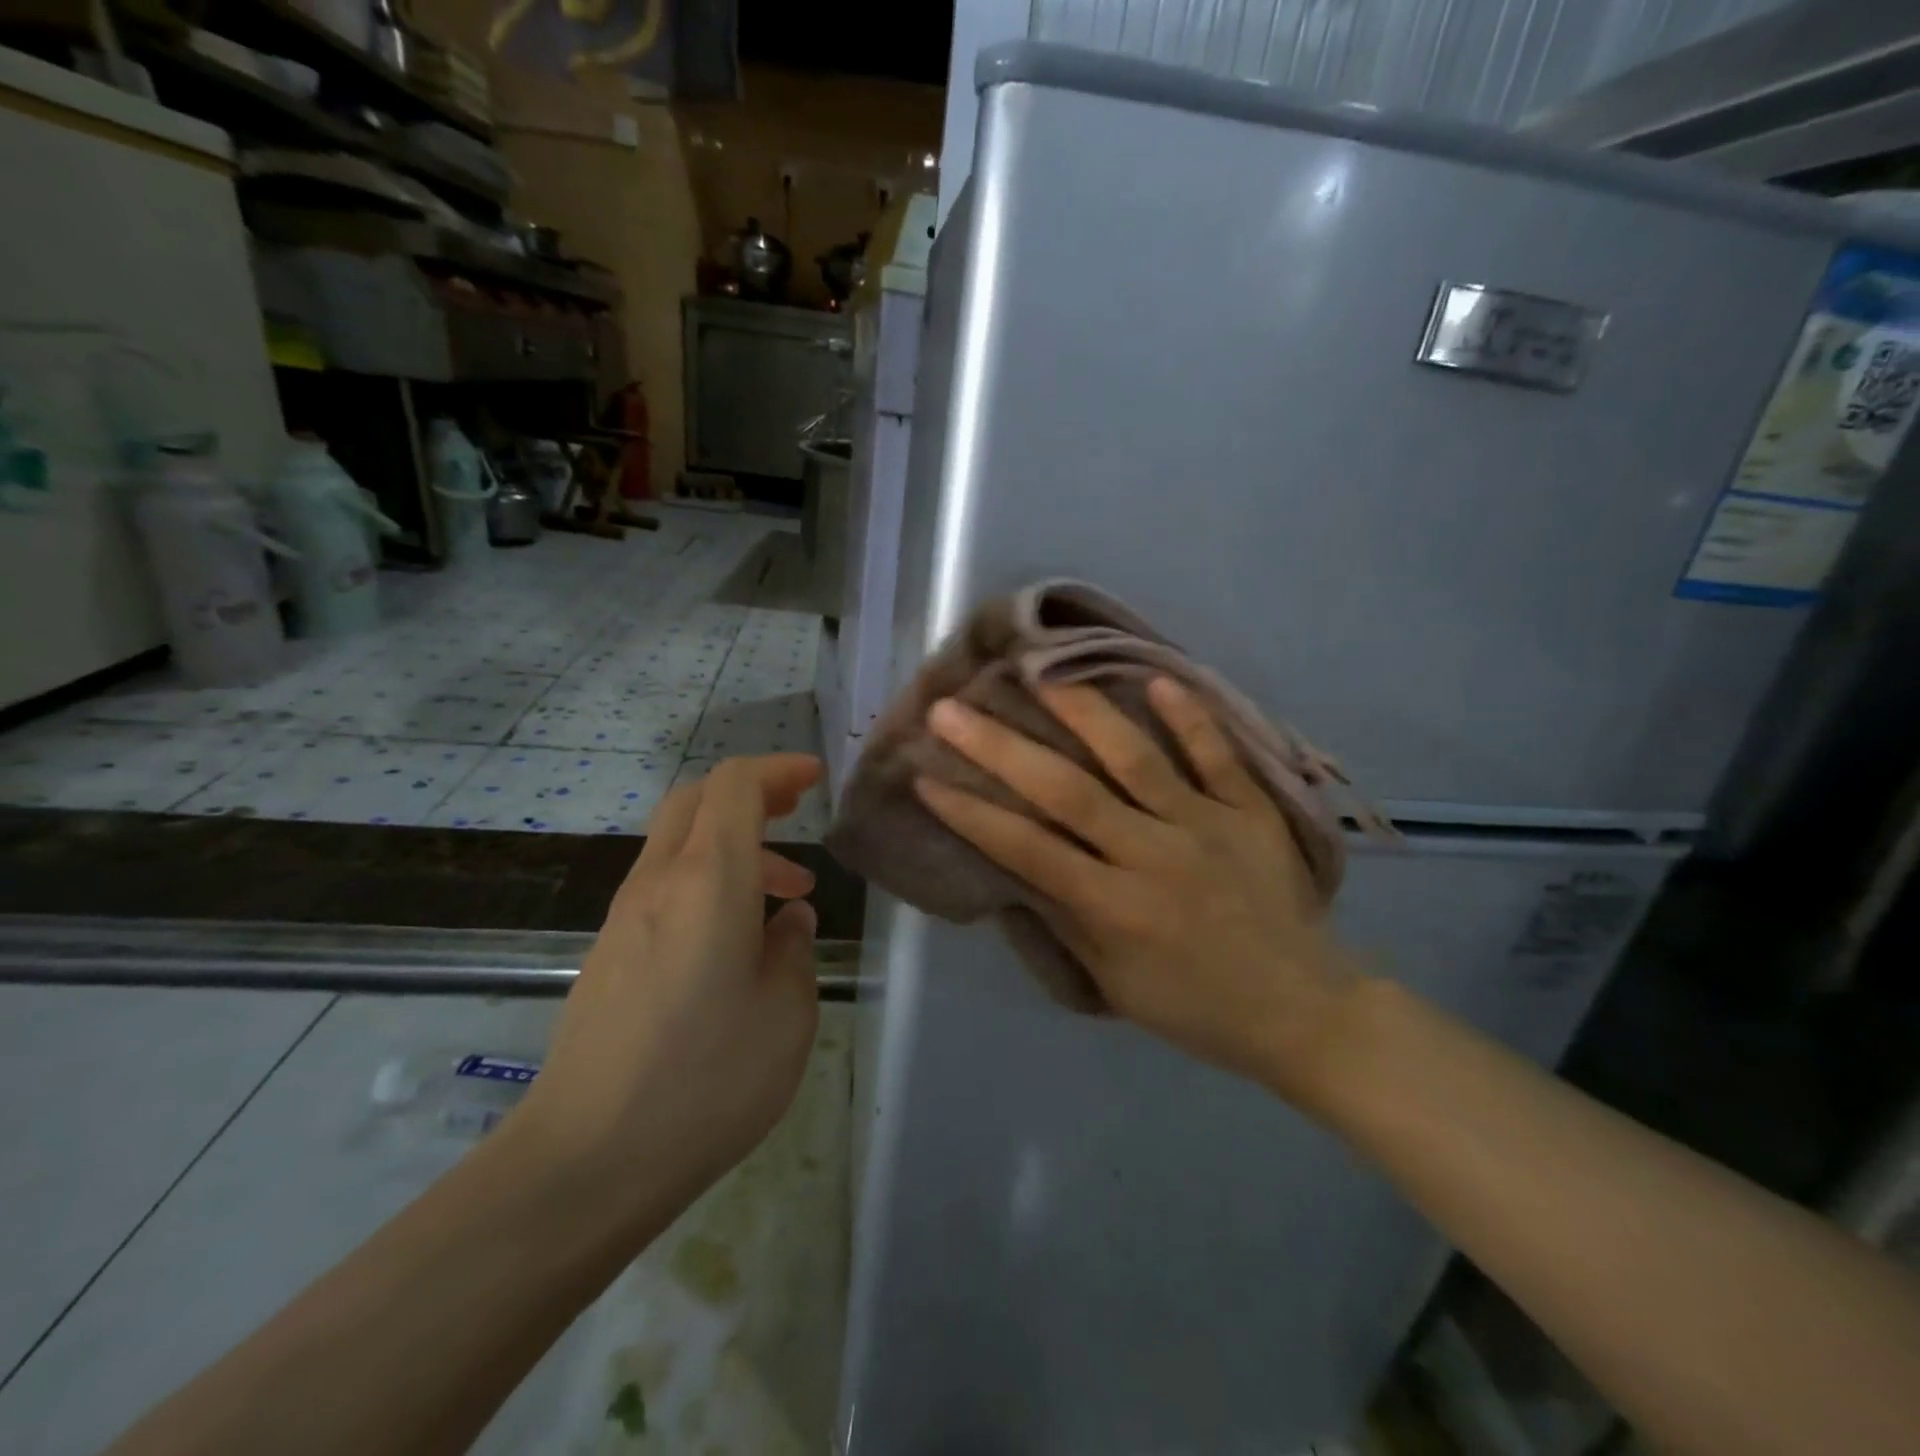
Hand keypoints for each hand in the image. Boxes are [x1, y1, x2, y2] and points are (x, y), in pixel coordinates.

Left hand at [512, 754, 823, 1217]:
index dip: (778, 770)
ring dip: (734, 846)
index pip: (735, 785)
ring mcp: (625, 917)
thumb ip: (793, 950)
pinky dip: (707, 882)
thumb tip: (786, 920)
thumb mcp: (786, 1014)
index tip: (815, 779)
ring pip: (679, 843)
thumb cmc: (705, 1080)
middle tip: (797, 813)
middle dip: (751, 793)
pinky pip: (664, 886)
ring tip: (785, 899)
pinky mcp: (609, 953)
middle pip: (697, 800)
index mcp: (706, 880)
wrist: (585, 1161)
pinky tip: (735, 941)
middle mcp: (658, 882)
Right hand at [914, 681, 1362, 1102]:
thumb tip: (1013, 866)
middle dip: (1000, 748)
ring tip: (1038, 670)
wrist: (1302, 1011)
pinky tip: (1157, 678)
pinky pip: (1218, 756)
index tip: (925, 775)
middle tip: (952, 709)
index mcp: (1114, 907)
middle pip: (1067, 792)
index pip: (1026, 849)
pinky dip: (1190, 717)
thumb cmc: (1195, 1005)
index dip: (971, 812)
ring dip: (1082, 712)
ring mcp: (1206, 826)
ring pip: (1135, 758)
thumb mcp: (1114, 982)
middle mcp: (1152, 855)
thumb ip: (1064, 919)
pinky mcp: (1252, 812)